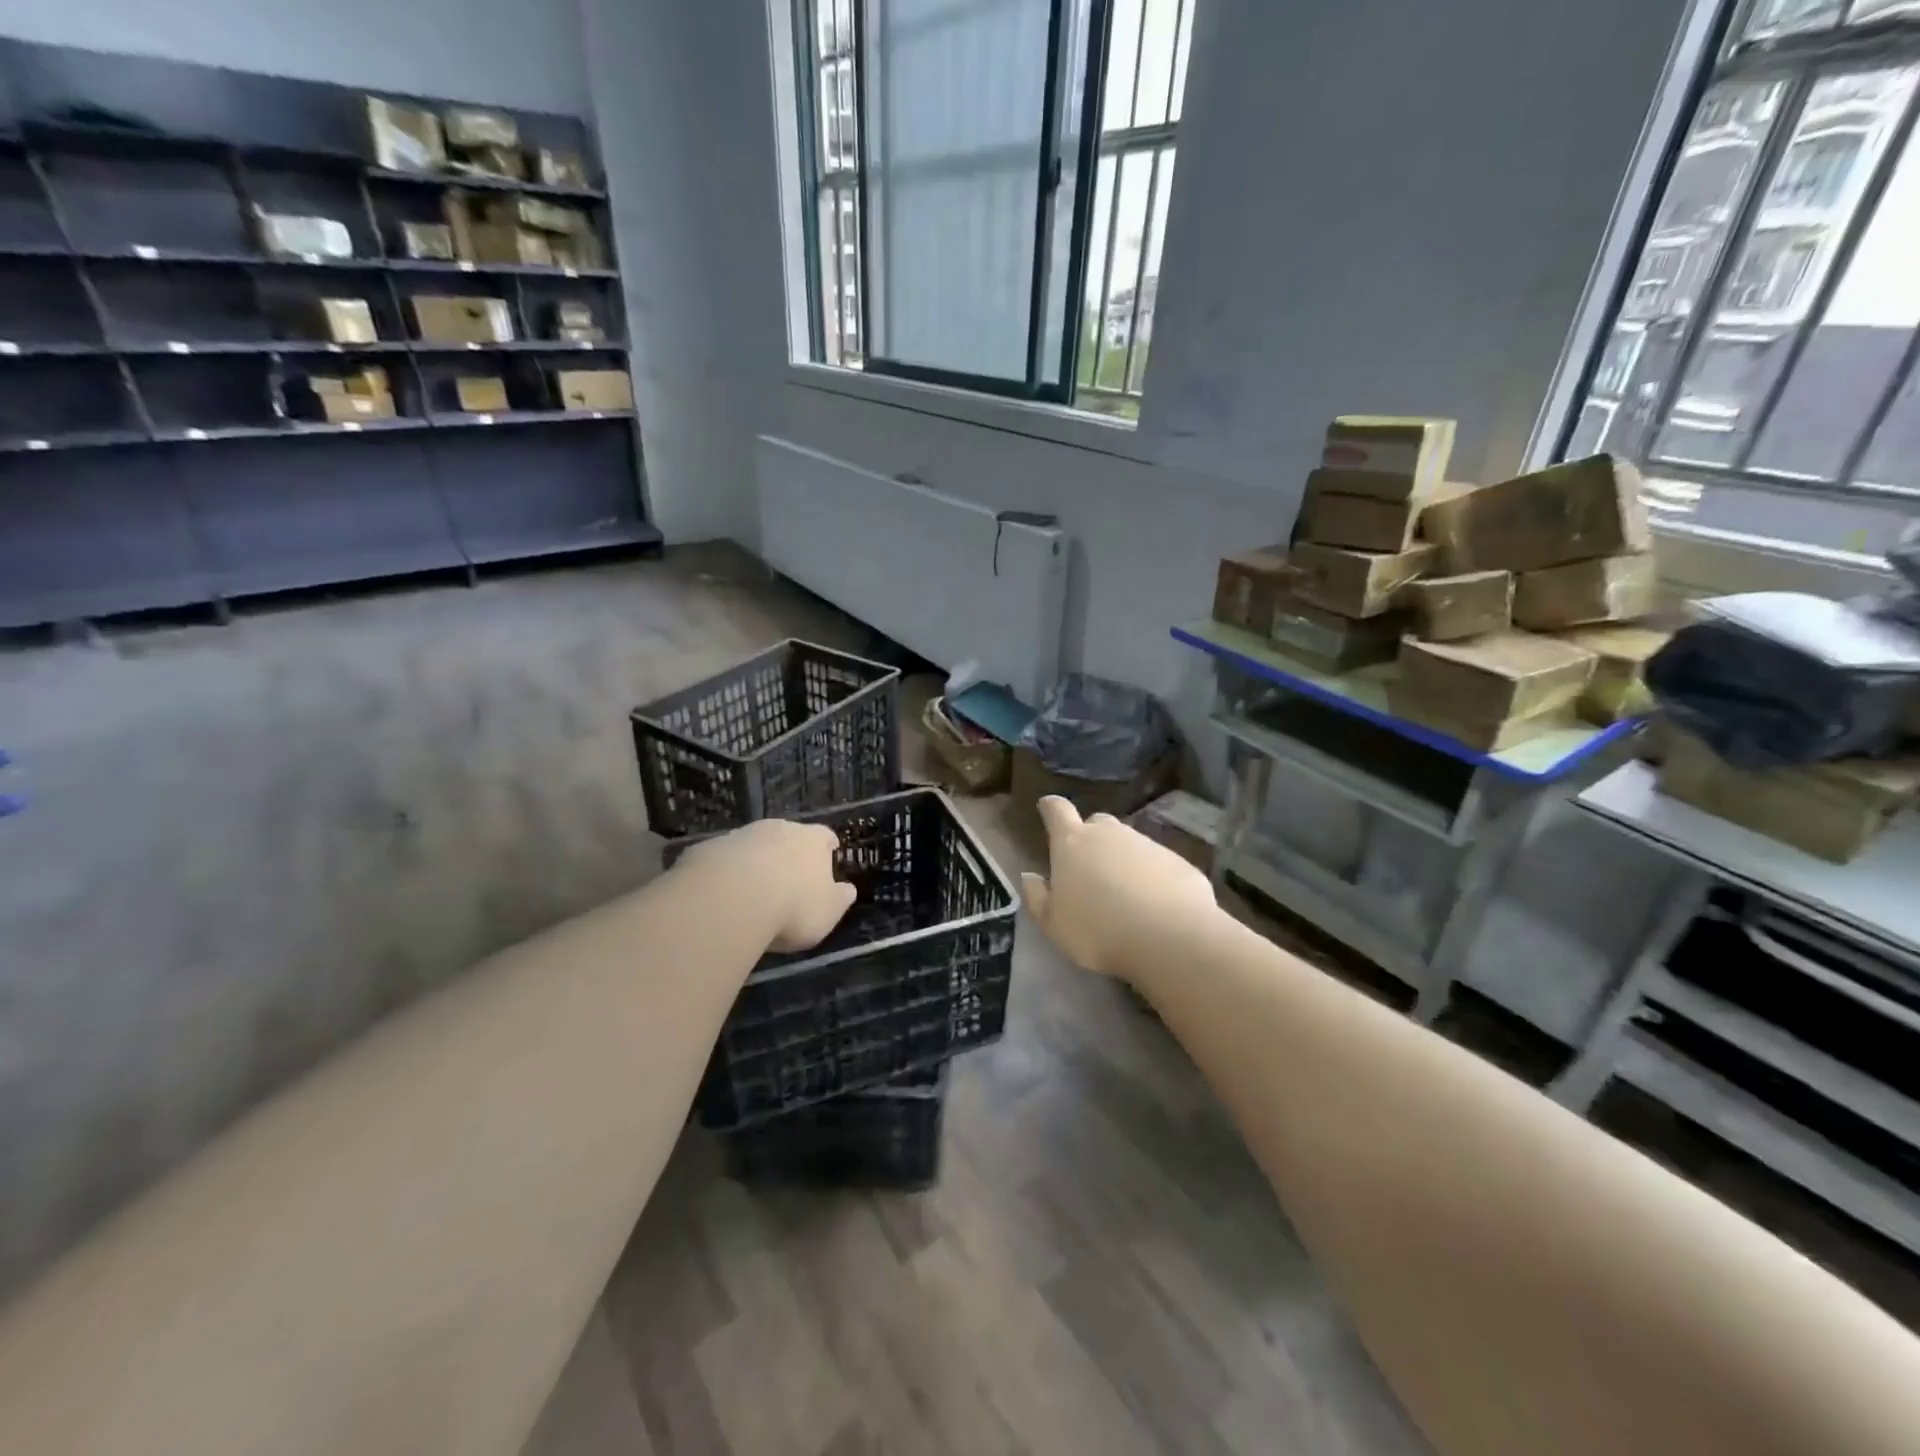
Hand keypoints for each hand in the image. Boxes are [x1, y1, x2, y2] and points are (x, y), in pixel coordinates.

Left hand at [683, 820, 855, 952]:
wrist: (729, 899)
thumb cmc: (792, 907)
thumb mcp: (827, 913)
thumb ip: (839, 899)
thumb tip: (847, 890)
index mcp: (812, 840)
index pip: (825, 836)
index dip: (827, 846)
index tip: (829, 854)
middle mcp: (778, 829)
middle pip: (787, 836)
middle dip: (788, 853)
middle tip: (787, 878)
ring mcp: (740, 836)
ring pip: (753, 845)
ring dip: (755, 862)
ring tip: (752, 890)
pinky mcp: (708, 849)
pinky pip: (722, 860)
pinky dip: (726, 873)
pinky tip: (722, 896)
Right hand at [1020, 796, 1216, 979]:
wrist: (1171, 939)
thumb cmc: (1099, 931)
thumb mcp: (1054, 924)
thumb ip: (1037, 897)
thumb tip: (1029, 876)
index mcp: (1073, 843)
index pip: (1056, 810)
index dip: (1050, 807)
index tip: (1046, 807)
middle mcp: (1110, 834)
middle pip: (1096, 823)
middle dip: (1090, 836)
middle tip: (1088, 865)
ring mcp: (1147, 844)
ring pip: (1128, 842)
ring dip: (1122, 859)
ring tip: (1122, 892)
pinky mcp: (1178, 861)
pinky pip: (1157, 863)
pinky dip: (1151, 876)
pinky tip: (1153, 904)